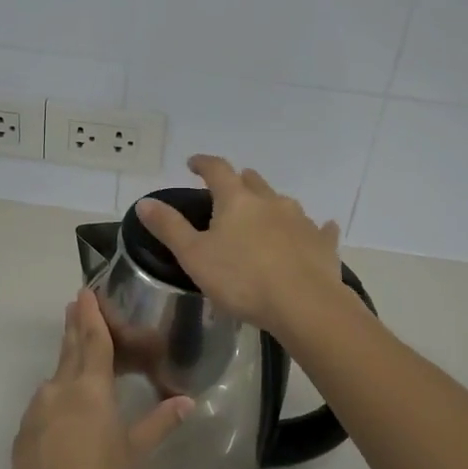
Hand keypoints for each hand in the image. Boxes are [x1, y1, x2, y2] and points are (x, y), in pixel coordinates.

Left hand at [10, 289, 192, 468]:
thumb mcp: (136, 451)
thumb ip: (160, 422)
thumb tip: (187, 402)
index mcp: (90, 387)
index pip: (93, 340)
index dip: (91, 315)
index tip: (84, 291)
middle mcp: (60, 388)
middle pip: (70, 348)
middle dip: (74, 325)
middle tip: (75, 304)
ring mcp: (38, 408)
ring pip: (56, 375)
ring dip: (67, 362)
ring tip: (78, 359)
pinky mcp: (25, 429)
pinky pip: (46, 402)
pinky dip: (58, 396)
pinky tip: (66, 412)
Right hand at [135, 156, 352, 334]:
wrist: (304, 305)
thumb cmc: (242, 280)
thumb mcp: (194, 256)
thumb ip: (169, 227)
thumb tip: (145, 202)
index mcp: (237, 200)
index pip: (217, 169)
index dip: (203, 163)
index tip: (193, 163)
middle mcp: (271, 201)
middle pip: (253, 181)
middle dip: (238, 182)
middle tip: (227, 193)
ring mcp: (301, 220)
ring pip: (283, 203)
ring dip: (270, 206)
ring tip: (263, 218)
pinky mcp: (323, 243)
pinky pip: (318, 229)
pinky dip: (313, 229)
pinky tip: (319, 231)